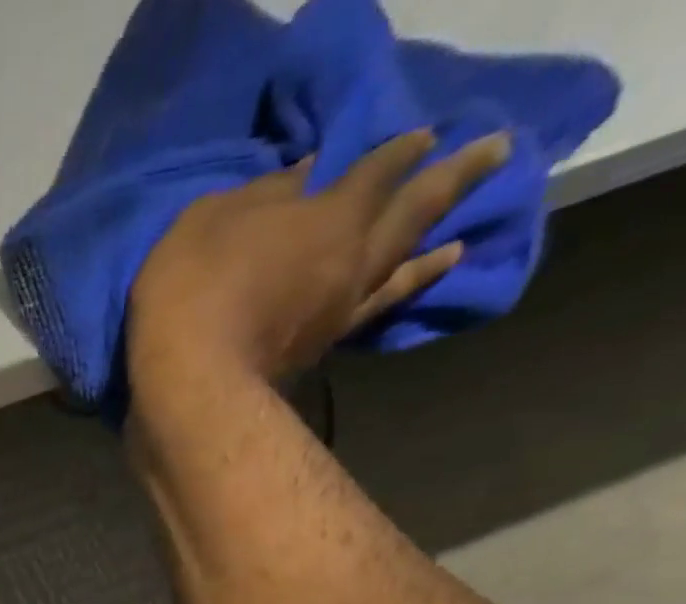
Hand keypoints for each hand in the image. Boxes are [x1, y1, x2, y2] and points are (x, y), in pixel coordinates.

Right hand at [126, 130, 508, 410]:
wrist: (189, 385)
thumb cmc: (192, 292)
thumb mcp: (211, 222)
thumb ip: (261, 196)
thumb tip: (303, 175)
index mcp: (328, 215)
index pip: (376, 169)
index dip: (400, 150)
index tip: (425, 137)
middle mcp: (351, 258)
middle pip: (413, 212)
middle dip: (455, 179)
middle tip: (497, 155)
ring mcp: (339, 311)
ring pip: (400, 272)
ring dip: (432, 254)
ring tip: (460, 246)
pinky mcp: (321, 352)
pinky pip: (374, 313)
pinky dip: (399, 297)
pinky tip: (403, 292)